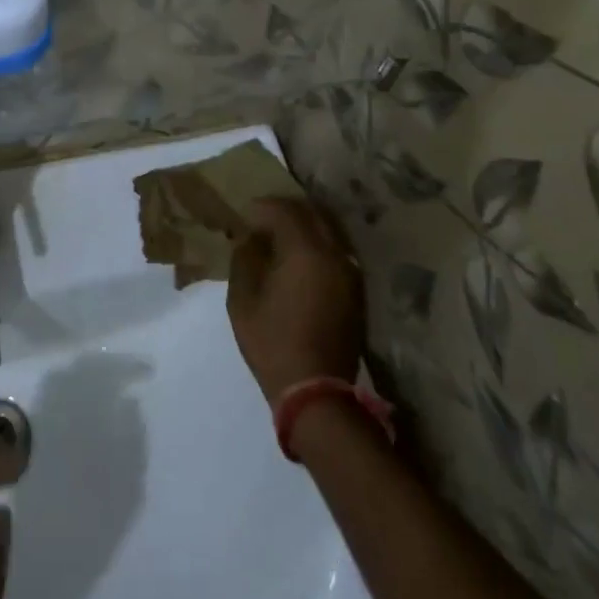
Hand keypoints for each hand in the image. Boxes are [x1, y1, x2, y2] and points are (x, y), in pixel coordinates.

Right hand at [227, 198, 363, 405]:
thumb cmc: (273, 343)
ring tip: (280, 239)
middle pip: (312, 214)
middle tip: (262, 220)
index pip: (285, 210)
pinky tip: (299, 261)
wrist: (316, 391)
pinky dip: (317, 245)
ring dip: (304, 227)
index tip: (245, 215)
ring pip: (328, 231)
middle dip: (286, 211)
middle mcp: (334, 253)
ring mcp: (350, 272)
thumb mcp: (242, 300)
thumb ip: (244, 259)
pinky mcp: (356, 290)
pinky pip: (337, 251)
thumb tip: (250, 239)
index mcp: (305, 251)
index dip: (262, 207)